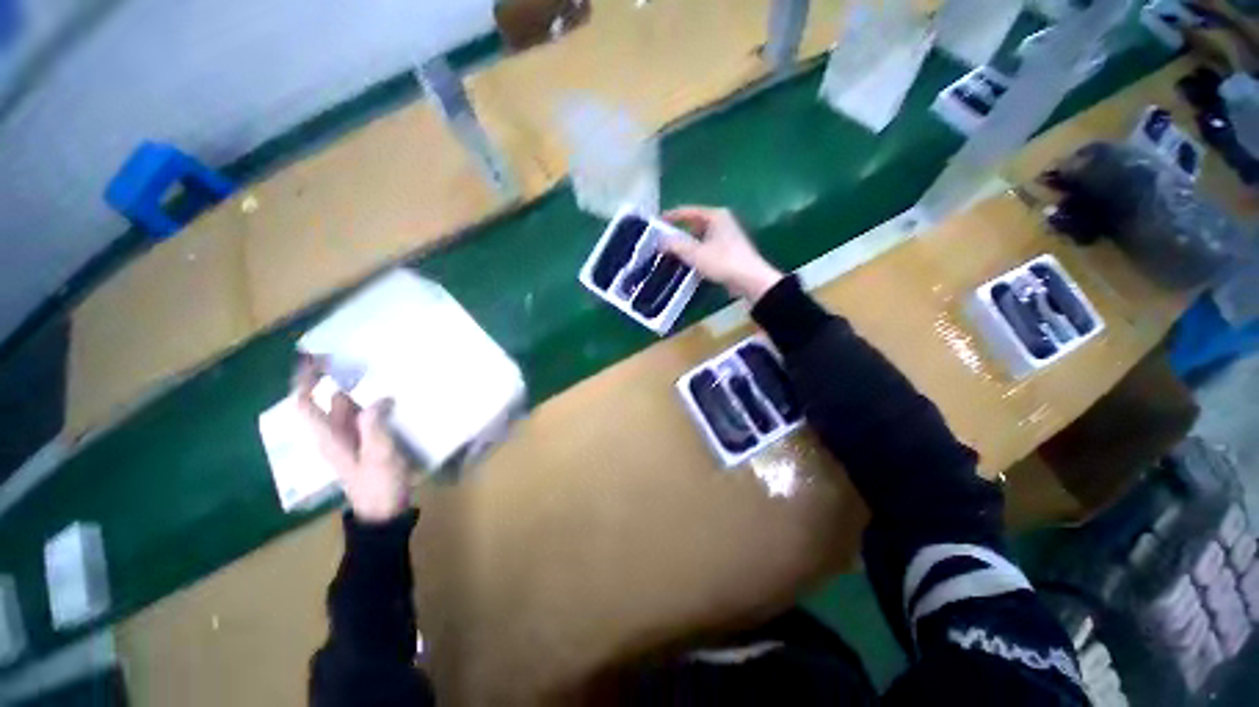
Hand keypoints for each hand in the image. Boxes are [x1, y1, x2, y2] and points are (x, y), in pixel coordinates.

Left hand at [293, 359, 411, 523]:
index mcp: (329, 437)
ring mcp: (351, 440)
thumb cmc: (378, 485)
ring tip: (380, 372)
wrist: (384, 511)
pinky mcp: (366, 443)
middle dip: (339, 379)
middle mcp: (335, 435)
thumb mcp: (378, 455)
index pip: (306, 404)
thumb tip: (378, 398)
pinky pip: (364, 417)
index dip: (305, 381)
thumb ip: (374, 425)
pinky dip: (373, 404)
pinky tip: (392, 397)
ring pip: (349, 408)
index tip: (314, 359)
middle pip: (329, 402)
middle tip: (361, 358)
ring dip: (360, 391)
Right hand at [661, 206, 783, 303]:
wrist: (750, 280)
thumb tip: (659, 240)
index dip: (670, 217)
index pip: (687, 211)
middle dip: (678, 233)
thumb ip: (675, 245)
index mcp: (715, 216)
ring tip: (671, 254)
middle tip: (662, 242)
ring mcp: (727, 237)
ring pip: (700, 238)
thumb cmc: (723, 262)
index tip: (655, 224)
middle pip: (694, 224)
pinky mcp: (729, 252)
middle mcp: (722, 222)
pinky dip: (696, 253)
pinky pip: (707, 248)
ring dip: (687, 245)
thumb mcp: (694, 253)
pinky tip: (688, 264)